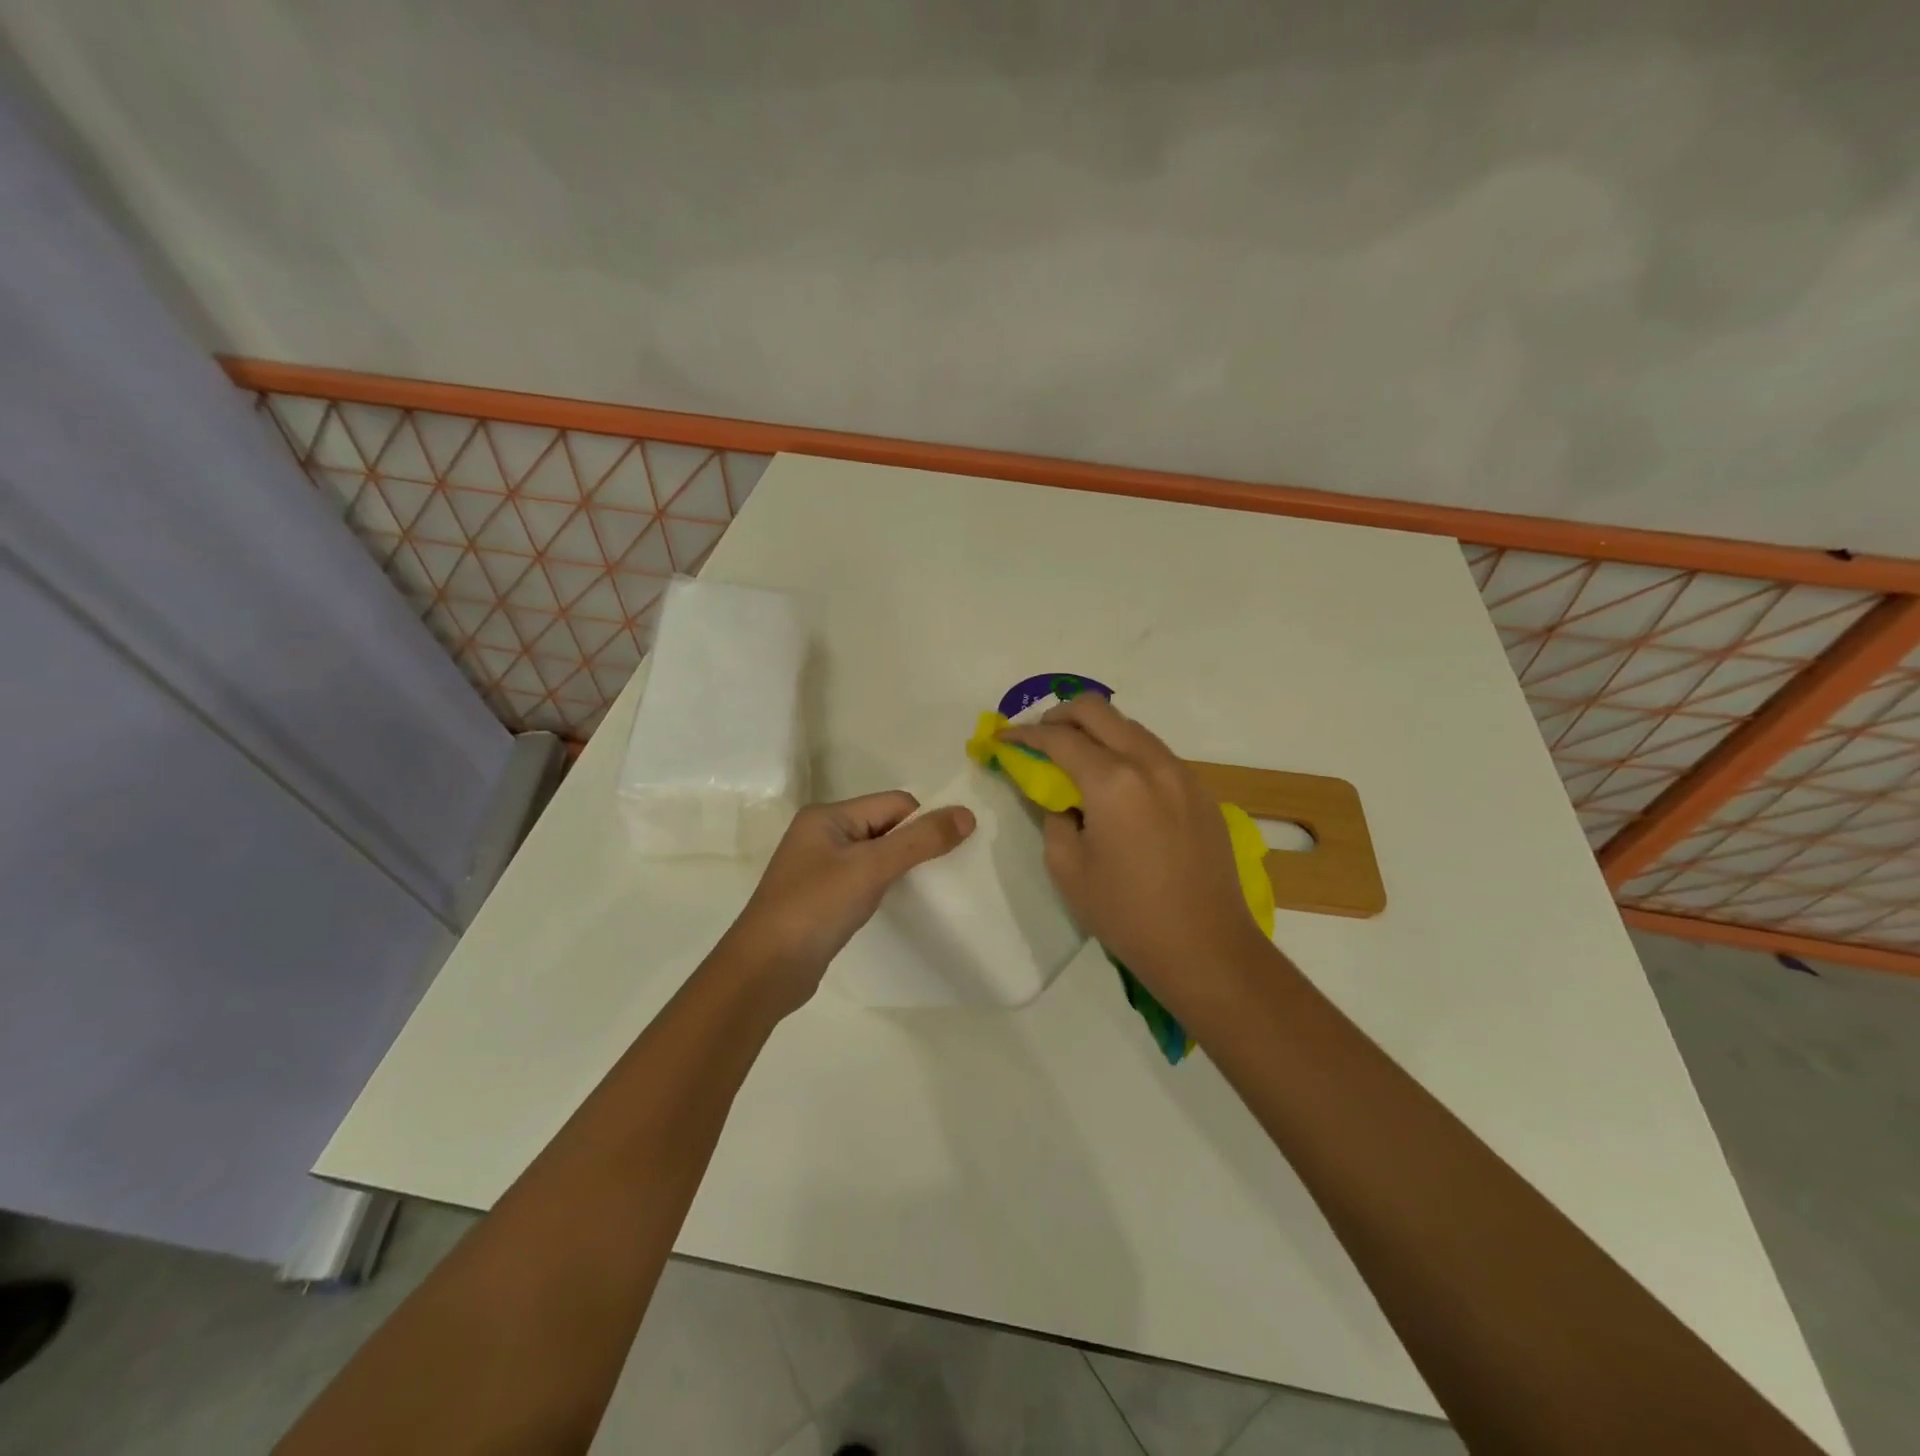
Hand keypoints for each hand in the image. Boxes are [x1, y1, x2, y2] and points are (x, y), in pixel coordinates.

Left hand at [719, 792, 975, 1015]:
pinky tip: (896, 905)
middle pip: (885, 826)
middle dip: (915, 844)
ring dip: (901, 867)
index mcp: (828, 816)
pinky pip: (864, 879)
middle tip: (946, 872)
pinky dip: (884, 887)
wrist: (764, 971)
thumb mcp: (871, 868)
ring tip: (926, 890)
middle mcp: (822, 834)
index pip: (894, 804)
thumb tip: (967, 814)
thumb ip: (920, 840)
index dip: (924, 822)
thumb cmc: (816, 908)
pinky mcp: (822, 898)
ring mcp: (819, 868)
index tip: (951, 851)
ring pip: (876, 855)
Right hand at [999, 696, 1268, 1018]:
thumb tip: (1058, 796)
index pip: (1059, 738)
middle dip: (1060, 715)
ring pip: (1131, 727)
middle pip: (1098, 709)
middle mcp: (1150, 763)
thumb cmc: (1127, 914)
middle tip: (1039, 738)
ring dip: (1097, 731)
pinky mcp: (1201, 791)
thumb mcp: (1068, 869)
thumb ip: (1053, 818)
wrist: (1206, 947)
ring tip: (1076, 759)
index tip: (1003, 738)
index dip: (1024, 734)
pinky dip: (1127, 752)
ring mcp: (1182, 773)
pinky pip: (1155, 753)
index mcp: (1112, 781)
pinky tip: (1117, 785)